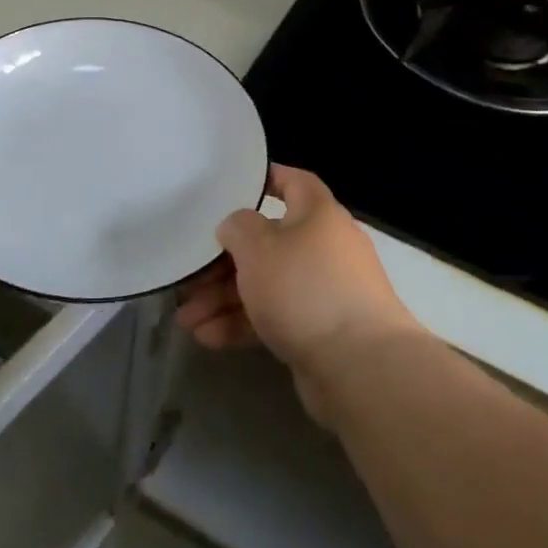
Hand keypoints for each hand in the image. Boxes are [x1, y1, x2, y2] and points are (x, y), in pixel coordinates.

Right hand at [176, 165, 422, 419]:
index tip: (230, 188)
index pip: (294, 182)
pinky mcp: (319, 331)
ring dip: (224, 299)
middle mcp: (324, 248)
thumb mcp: (258, 247)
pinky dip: (242, 324)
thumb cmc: (305, 289)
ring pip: (266, 285)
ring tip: (186, 320)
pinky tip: (207, 337)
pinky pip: (274, 318)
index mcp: (317, 214)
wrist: (361, 367)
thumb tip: (236, 226)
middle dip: (223, 263)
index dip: (265, 179)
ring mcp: (323, 292)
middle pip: (267, 243)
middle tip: (188, 279)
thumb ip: (237, 227)